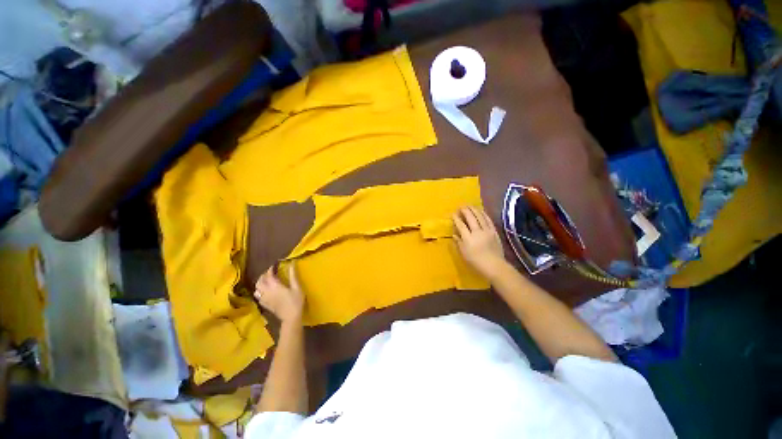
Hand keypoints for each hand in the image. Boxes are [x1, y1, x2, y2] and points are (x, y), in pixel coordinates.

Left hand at [254, 264, 304, 324]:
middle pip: (259, 281)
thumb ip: (293, 276)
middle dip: (263, 276)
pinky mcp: (264, 305)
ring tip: (266, 281)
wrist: (291, 317)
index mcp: (275, 286)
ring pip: (256, 289)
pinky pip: (258, 296)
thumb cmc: (296, 301)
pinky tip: (265, 291)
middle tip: (269, 273)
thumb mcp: (297, 287)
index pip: (268, 275)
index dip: (270, 269)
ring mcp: (264, 299)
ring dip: (260, 283)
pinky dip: (260, 291)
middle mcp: (267, 292)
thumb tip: (291, 264)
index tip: (274, 266)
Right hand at [453, 206, 506, 277]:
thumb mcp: (464, 253)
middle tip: (461, 206)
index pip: (461, 225)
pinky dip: (484, 214)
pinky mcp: (494, 231)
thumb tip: (454, 235)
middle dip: (465, 211)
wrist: (494, 265)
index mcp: (468, 238)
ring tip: (470, 206)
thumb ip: (459, 243)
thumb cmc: (476, 262)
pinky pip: (488, 220)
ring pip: (480, 217)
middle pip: (470, 218)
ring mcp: (487, 231)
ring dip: (474, 210)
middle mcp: (477, 232)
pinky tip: (481, 211)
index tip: (453, 213)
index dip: (456, 218)